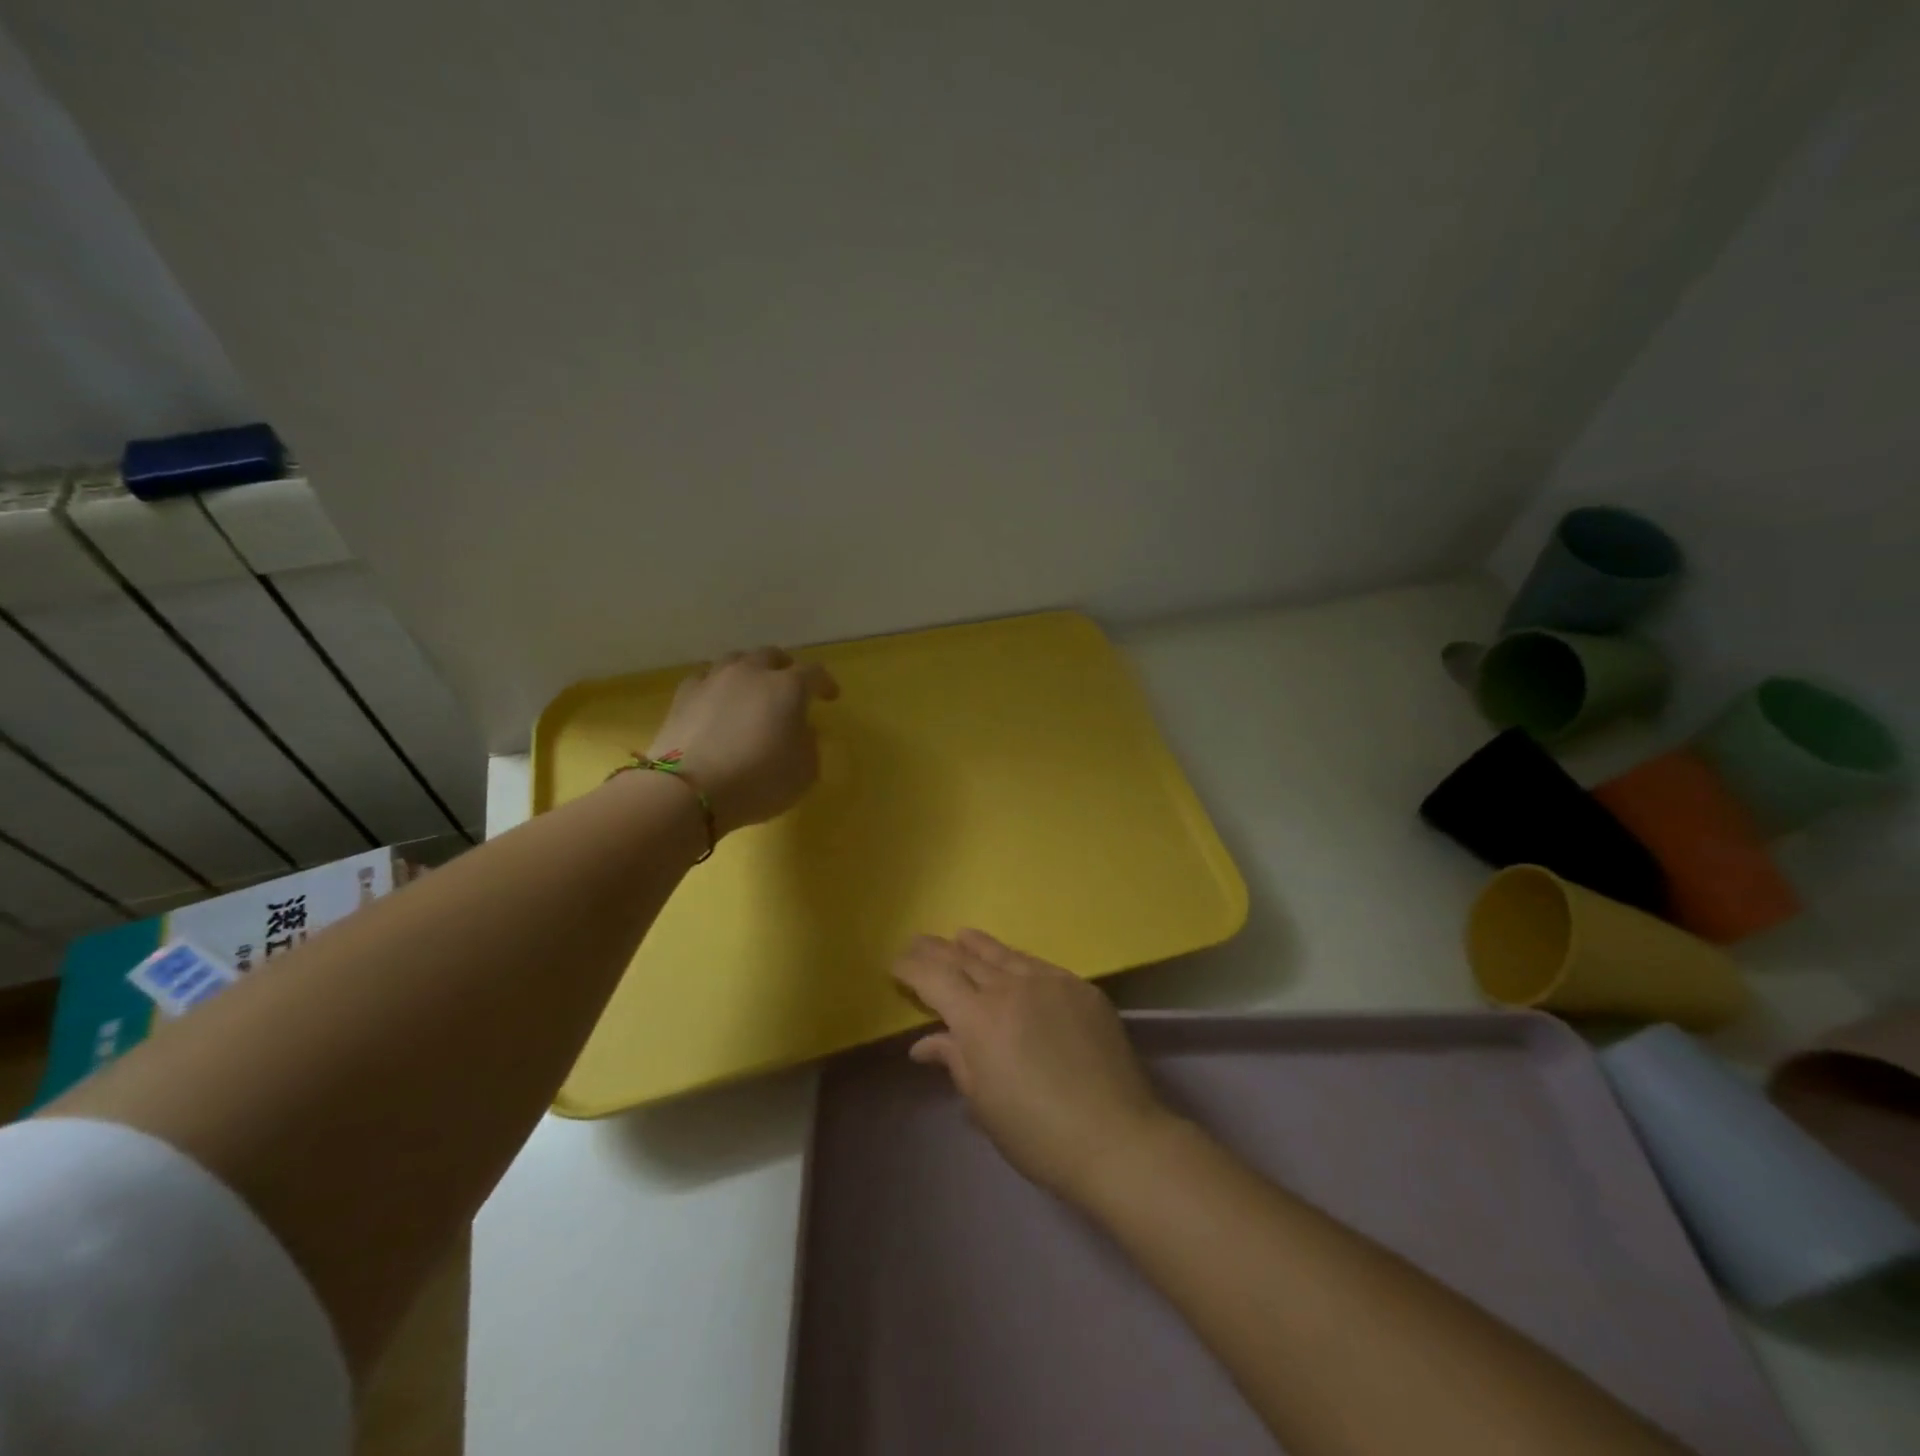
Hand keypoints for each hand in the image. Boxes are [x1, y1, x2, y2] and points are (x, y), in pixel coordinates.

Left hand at [645, 647, 838, 834]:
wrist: (689, 790)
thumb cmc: (758, 781)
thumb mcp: (804, 772)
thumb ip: (808, 745)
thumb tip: (800, 731)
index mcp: (788, 687)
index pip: (814, 673)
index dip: (825, 683)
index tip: (830, 696)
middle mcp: (751, 673)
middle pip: (771, 656)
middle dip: (784, 667)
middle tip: (789, 684)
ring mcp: (714, 680)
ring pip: (735, 660)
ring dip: (748, 671)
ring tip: (751, 688)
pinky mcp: (683, 696)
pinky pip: (705, 678)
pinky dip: (716, 685)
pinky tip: (715, 700)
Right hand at [891, 930, 1176, 1204]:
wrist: (1116, 1136)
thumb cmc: (1038, 1134)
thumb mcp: (984, 1103)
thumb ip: (955, 1061)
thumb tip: (924, 1043)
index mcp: (979, 1019)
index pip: (935, 978)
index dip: (912, 968)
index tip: (897, 964)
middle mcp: (1011, 988)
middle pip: (965, 959)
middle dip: (937, 950)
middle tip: (918, 942)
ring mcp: (1051, 982)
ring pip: (1004, 954)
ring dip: (977, 945)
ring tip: (961, 936)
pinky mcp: (1082, 988)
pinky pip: (1039, 966)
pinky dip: (1016, 962)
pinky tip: (1012, 963)